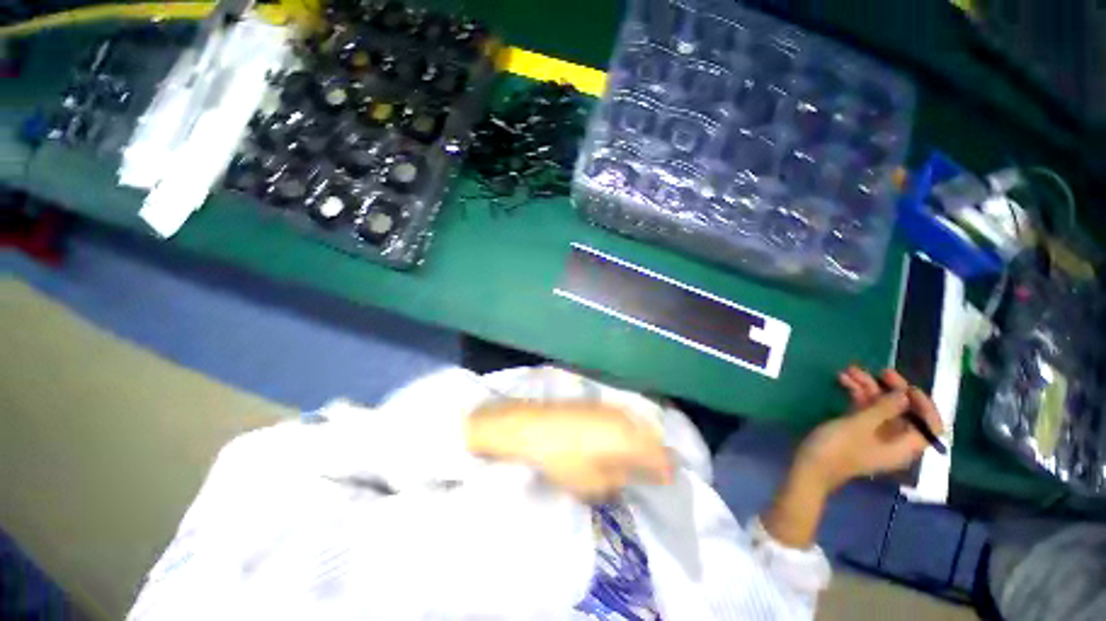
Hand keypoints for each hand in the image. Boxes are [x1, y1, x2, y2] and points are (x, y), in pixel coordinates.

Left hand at [466, 401, 672, 500]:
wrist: (531, 426)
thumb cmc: (561, 458)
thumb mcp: (593, 482)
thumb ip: (619, 479)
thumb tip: (631, 474)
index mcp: (629, 440)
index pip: (660, 456)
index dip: (666, 471)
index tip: (666, 483)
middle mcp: (624, 419)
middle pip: (651, 437)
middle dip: (655, 454)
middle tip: (651, 471)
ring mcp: (609, 408)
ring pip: (636, 425)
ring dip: (639, 441)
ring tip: (633, 457)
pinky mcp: (596, 403)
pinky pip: (621, 418)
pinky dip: (625, 430)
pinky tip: (614, 440)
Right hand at [796, 367, 944, 493]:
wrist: (810, 466)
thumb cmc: (837, 448)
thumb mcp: (859, 426)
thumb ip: (884, 409)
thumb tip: (904, 394)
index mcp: (904, 446)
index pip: (929, 426)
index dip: (924, 405)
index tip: (907, 387)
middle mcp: (894, 441)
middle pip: (902, 412)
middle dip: (890, 389)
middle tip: (878, 371)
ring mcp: (874, 436)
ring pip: (880, 407)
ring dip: (868, 388)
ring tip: (849, 371)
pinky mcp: (857, 432)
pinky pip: (864, 410)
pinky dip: (856, 395)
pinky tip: (843, 381)